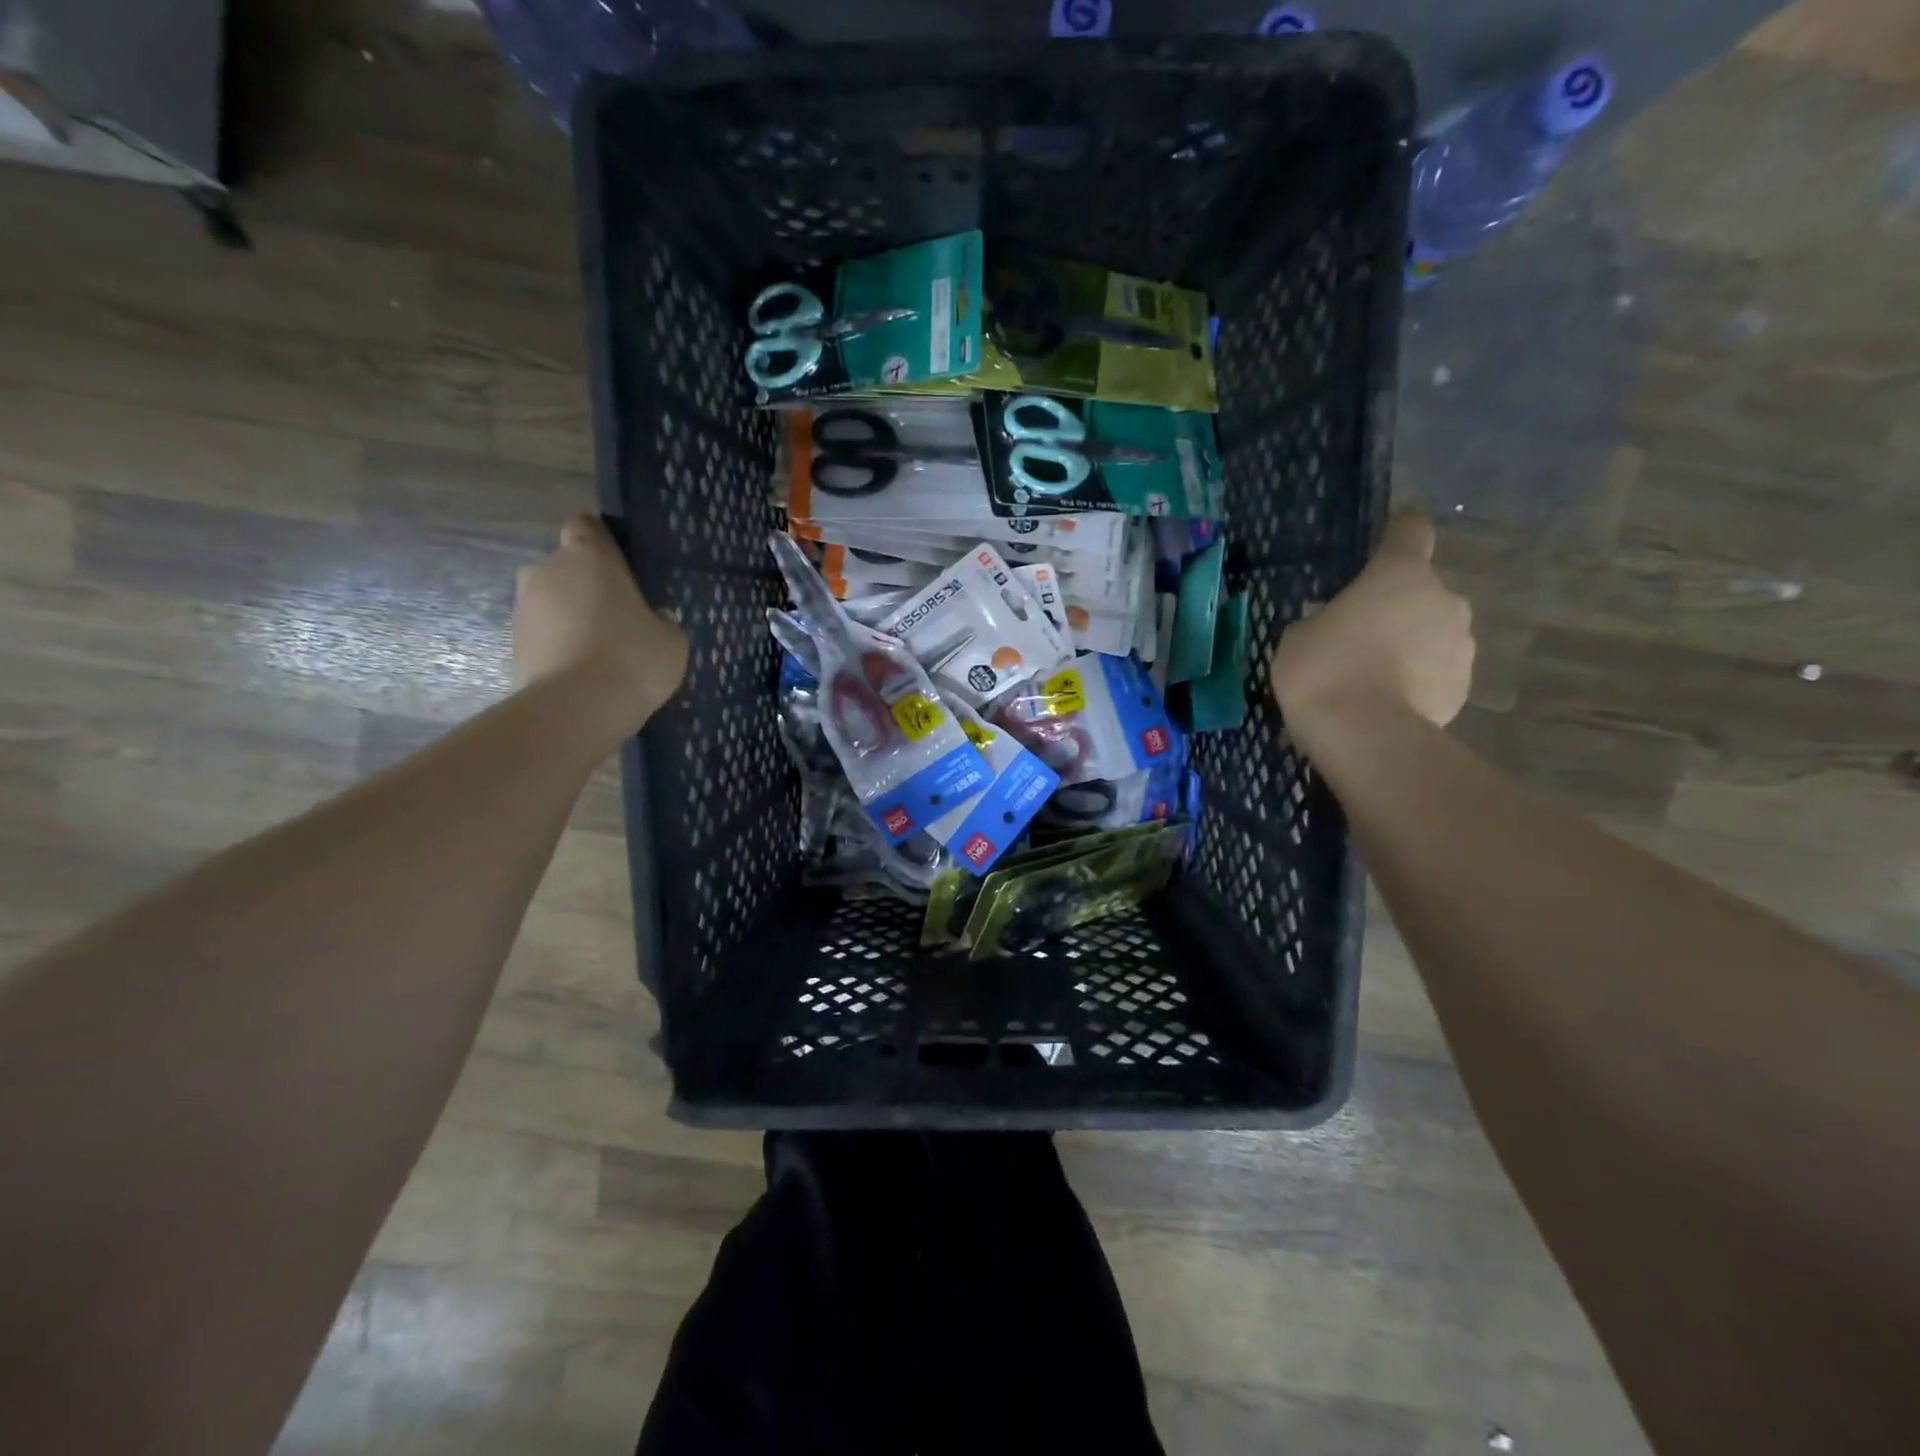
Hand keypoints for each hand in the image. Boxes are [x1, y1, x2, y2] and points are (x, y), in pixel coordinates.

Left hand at [513, 513, 687, 734]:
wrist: (577, 709)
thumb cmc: (632, 658)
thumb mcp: (671, 640)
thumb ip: (660, 620)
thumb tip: (650, 619)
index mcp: (589, 557)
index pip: (586, 526)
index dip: (601, 543)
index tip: (621, 567)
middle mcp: (547, 571)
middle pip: (566, 568)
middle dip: (586, 587)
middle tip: (618, 619)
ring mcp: (524, 608)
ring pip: (552, 603)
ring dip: (571, 619)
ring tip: (601, 654)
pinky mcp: (512, 645)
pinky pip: (543, 636)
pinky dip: (559, 647)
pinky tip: (584, 674)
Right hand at [1270, 510, 1474, 737]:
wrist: (1364, 733)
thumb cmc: (1323, 668)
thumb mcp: (1300, 637)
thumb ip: (1323, 620)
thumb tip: (1337, 624)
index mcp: (1399, 574)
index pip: (1410, 532)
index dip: (1400, 530)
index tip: (1392, 534)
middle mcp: (1442, 599)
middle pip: (1422, 591)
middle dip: (1398, 608)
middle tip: (1362, 636)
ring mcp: (1461, 644)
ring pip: (1434, 633)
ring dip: (1412, 645)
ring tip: (1375, 677)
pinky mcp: (1464, 686)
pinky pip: (1438, 672)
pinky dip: (1419, 681)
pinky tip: (1389, 702)